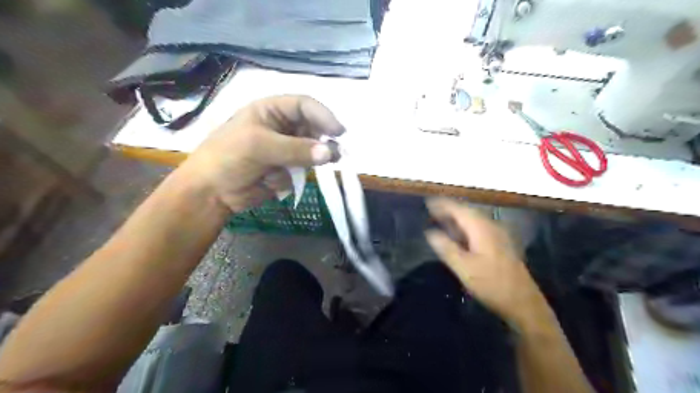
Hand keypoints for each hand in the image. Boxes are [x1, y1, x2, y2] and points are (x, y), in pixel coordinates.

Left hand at [180, 96, 342, 210]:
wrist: (212, 192)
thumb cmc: (228, 157)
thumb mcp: (259, 146)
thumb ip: (295, 149)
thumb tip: (330, 153)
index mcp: (271, 111)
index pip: (304, 105)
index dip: (323, 115)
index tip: (339, 132)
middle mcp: (282, 127)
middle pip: (313, 127)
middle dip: (324, 138)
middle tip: (337, 154)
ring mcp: (286, 149)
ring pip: (312, 149)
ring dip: (318, 156)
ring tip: (327, 164)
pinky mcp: (288, 168)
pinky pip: (305, 167)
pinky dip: (304, 172)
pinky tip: (291, 177)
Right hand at [424, 198, 548, 326]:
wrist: (523, 302)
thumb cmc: (491, 284)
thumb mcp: (463, 267)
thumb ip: (446, 247)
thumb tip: (430, 232)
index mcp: (481, 228)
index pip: (458, 209)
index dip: (442, 205)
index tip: (427, 203)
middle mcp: (490, 226)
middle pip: (466, 212)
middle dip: (448, 210)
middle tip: (431, 212)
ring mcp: (498, 235)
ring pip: (473, 220)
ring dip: (457, 219)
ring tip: (441, 221)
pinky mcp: (500, 245)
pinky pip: (478, 228)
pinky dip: (465, 228)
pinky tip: (458, 236)